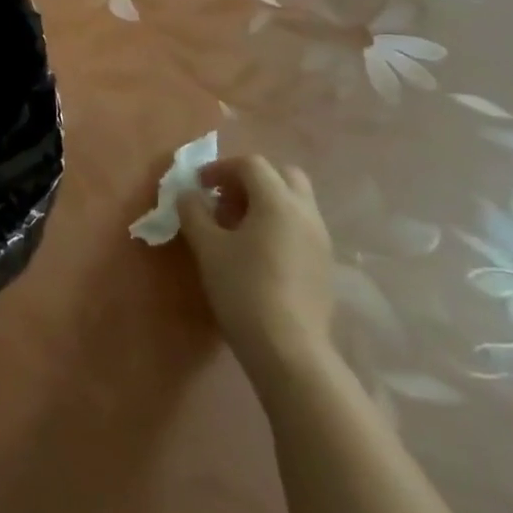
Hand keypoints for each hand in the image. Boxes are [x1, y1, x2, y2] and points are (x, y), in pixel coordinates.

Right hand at [179, 155, 335, 378]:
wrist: (288, 348)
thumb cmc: (243, 288)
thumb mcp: (207, 247)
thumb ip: (193, 212)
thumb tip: (188, 194)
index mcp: (278, 202)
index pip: (251, 164)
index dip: (221, 168)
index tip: (198, 185)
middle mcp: (306, 213)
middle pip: (283, 175)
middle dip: (251, 178)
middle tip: (224, 198)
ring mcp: (320, 239)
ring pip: (295, 201)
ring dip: (266, 201)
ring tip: (236, 226)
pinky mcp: (324, 263)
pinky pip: (301, 226)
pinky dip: (278, 223)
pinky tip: (256, 250)